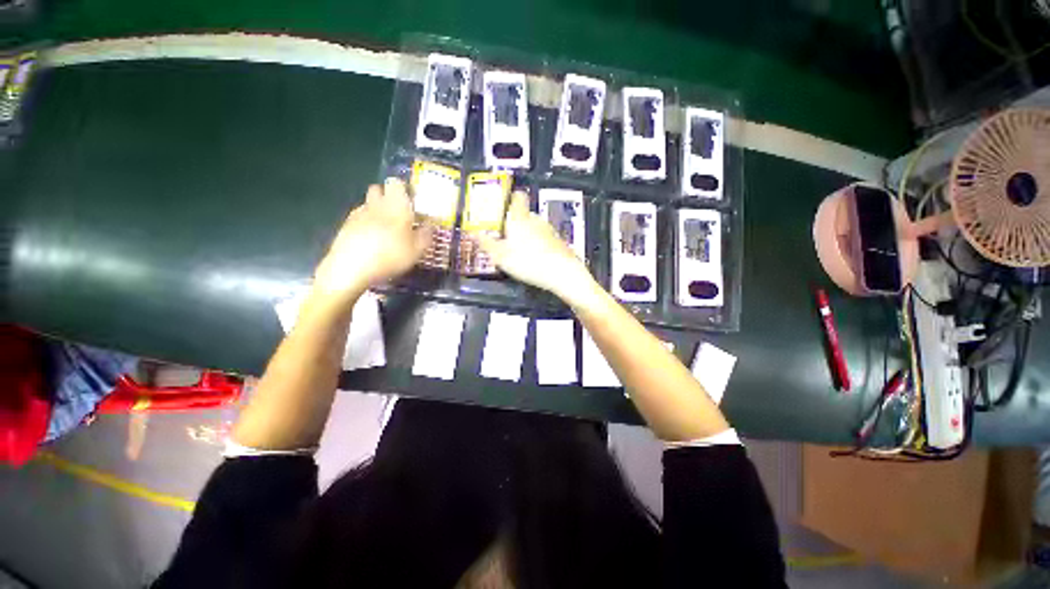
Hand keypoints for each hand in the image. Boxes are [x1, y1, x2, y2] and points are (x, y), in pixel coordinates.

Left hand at [312, 178, 429, 304]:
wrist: (351, 268)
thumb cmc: (390, 257)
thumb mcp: (417, 251)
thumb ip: (425, 235)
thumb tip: (430, 225)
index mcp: (396, 206)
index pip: (396, 184)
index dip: (403, 188)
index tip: (411, 200)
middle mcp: (376, 205)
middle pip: (378, 189)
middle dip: (387, 196)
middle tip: (398, 212)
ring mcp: (358, 214)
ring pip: (368, 203)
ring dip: (376, 209)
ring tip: (385, 228)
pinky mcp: (345, 225)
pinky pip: (359, 217)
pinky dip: (366, 222)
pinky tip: (371, 238)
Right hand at [480, 192, 595, 302]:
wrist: (561, 273)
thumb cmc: (528, 262)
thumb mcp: (501, 256)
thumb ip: (487, 244)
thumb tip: (474, 234)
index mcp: (520, 219)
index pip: (518, 197)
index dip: (512, 197)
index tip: (505, 203)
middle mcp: (536, 220)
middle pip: (525, 215)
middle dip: (516, 223)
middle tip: (507, 236)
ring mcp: (550, 231)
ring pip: (536, 228)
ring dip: (528, 235)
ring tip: (521, 251)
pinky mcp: (559, 242)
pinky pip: (546, 239)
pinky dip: (540, 245)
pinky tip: (536, 259)